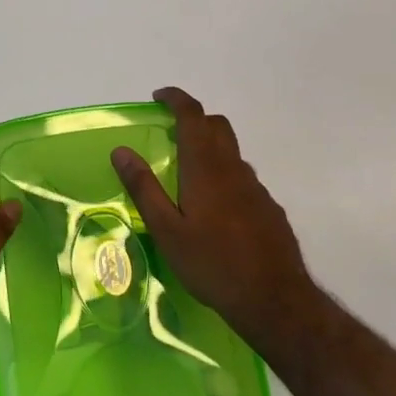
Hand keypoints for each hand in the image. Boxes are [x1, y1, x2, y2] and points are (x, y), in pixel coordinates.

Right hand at [113, 88, 320, 346]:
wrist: (274, 299)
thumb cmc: (212, 264)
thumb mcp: (167, 230)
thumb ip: (144, 188)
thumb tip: (121, 151)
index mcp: (206, 168)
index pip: (193, 115)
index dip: (176, 98)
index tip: (159, 96)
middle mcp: (234, 169)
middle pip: (218, 126)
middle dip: (195, 119)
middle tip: (172, 133)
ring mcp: (256, 188)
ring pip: (232, 154)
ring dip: (211, 150)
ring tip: (189, 179)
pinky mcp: (270, 208)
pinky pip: (244, 180)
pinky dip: (226, 178)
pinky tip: (217, 213)